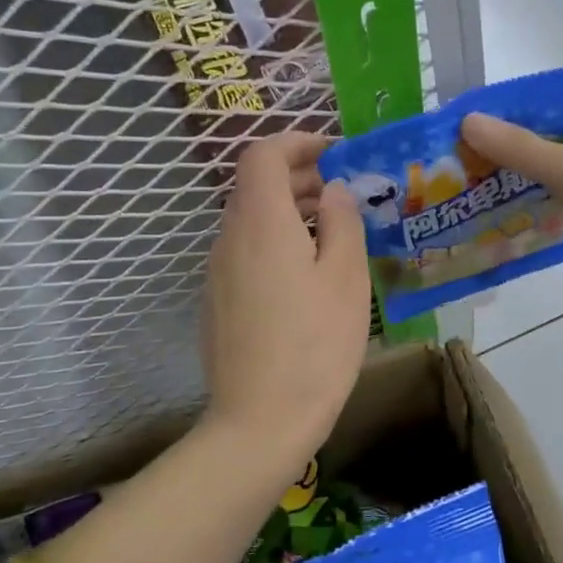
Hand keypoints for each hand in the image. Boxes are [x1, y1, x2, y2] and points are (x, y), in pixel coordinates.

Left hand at [201, 133, 369, 469]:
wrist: (260, 421)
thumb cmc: (315, 345)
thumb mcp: (346, 278)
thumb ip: (342, 222)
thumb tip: (333, 190)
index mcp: (261, 222)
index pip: (263, 154)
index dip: (297, 142)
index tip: (334, 152)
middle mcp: (229, 238)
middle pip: (255, 186)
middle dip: (299, 177)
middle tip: (343, 194)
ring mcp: (217, 272)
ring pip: (250, 221)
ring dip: (288, 212)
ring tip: (331, 234)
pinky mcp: (216, 301)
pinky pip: (244, 252)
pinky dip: (274, 243)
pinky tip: (305, 276)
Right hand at [461, 89, 562, 318]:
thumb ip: (517, 146)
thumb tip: (468, 121)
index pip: (547, 100)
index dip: (507, 107)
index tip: (465, 120)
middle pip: (540, 135)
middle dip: (500, 145)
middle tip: (454, 156)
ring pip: (540, 169)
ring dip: (507, 175)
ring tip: (462, 182)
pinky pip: (546, 197)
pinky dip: (521, 200)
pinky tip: (488, 209)